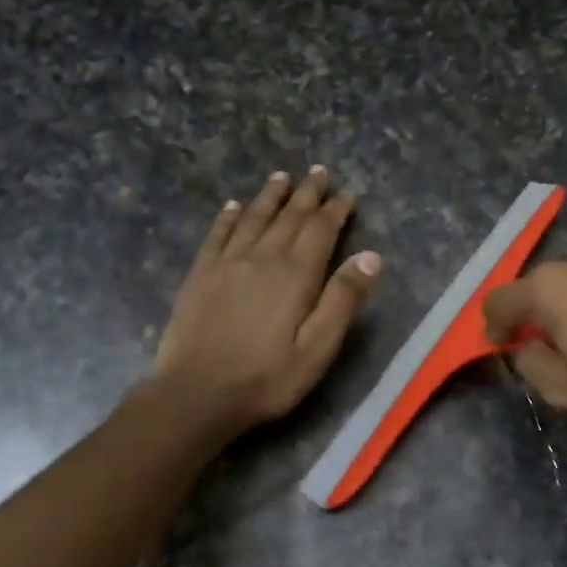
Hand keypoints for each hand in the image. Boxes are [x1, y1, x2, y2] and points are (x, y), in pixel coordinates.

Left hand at [153, 168, 379, 438]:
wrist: (197, 394)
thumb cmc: (267, 378)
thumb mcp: (318, 349)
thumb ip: (343, 301)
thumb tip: (370, 256)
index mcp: (295, 275)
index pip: (320, 231)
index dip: (335, 210)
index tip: (346, 194)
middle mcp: (262, 258)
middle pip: (288, 217)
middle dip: (306, 194)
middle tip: (318, 172)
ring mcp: (226, 263)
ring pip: (253, 217)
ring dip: (270, 196)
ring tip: (281, 177)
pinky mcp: (200, 275)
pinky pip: (217, 234)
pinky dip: (228, 216)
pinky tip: (233, 206)